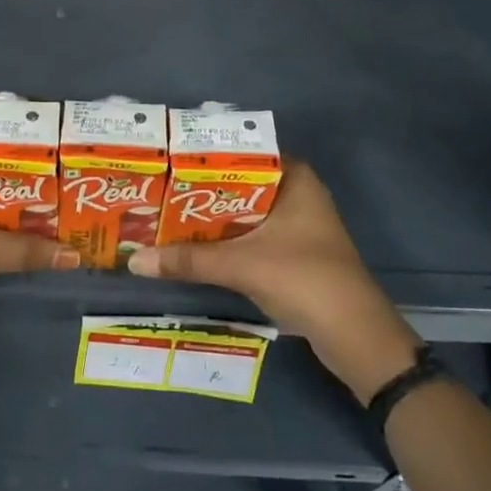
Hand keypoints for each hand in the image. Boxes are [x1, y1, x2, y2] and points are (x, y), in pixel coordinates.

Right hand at [127, 160, 421, 401]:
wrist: (356, 337)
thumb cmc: (304, 279)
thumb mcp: (241, 265)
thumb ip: (188, 260)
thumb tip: (133, 260)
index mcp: (294, 178)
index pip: (241, 152)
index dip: (203, 157)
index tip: (166, 159)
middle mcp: (296, 193)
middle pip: (238, 184)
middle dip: (199, 190)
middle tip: (156, 188)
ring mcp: (296, 225)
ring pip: (242, 213)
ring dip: (210, 219)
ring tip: (163, 215)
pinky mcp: (292, 253)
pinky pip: (250, 236)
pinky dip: (224, 240)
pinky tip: (191, 247)